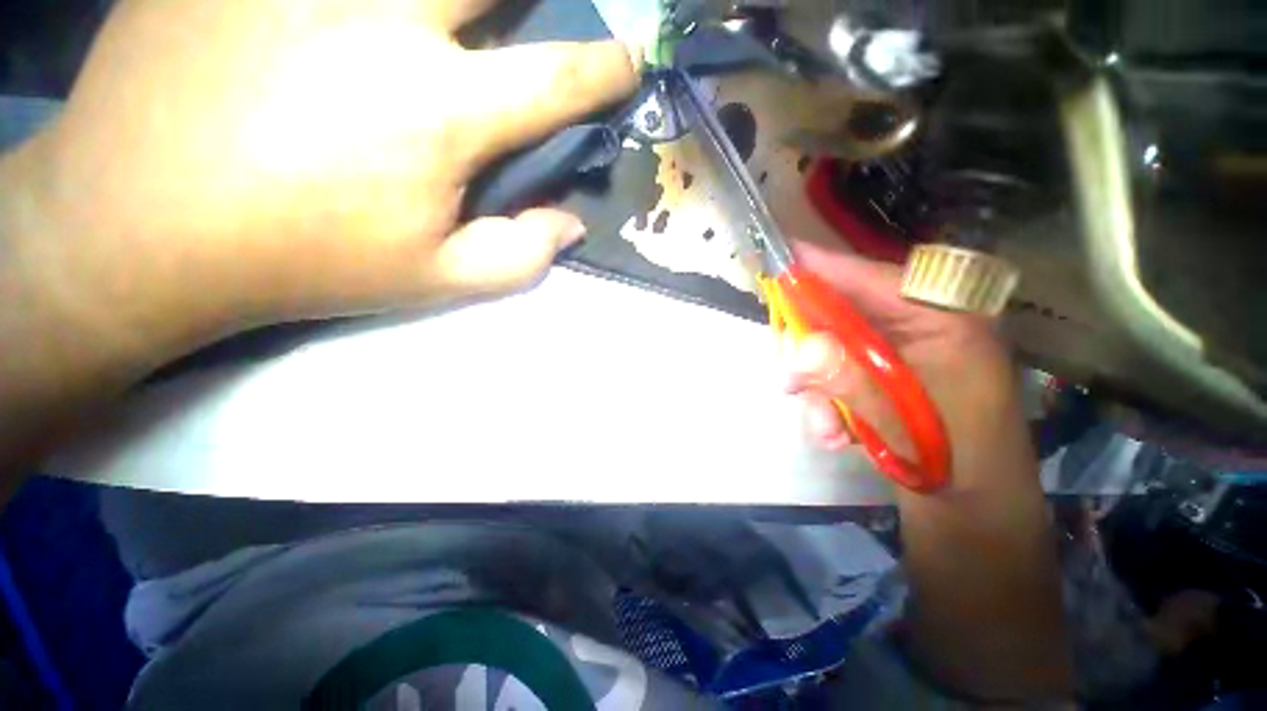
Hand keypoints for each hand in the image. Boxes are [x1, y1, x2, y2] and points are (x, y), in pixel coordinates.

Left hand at [13, 0, 639, 357]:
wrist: (137, 228)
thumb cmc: (301, 260)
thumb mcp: (434, 281)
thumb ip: (520, 256)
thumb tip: (571, 225)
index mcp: (439, 112)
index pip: (555, 79)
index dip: (604, 71)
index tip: (627, 63)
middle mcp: (382, 19)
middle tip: (524, 20)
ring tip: (447, 26)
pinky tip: (351, 25)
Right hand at [785, 243, 1070, 699]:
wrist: (973, 528)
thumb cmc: (955, 472)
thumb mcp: (904, 427)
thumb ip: (851, 384)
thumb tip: (800, 349)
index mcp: (948, 327)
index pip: (878, 281)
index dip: (827, 270)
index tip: (782, 258)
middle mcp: (926, 334)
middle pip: (850, 315)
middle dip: (812, 344)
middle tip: (787, 373)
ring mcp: (903, 360)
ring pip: (836, 350)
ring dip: (815, 384)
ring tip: (818, 425)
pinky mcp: (885, 384)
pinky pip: (839, 377)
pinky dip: (825, 401)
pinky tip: (831, 434)